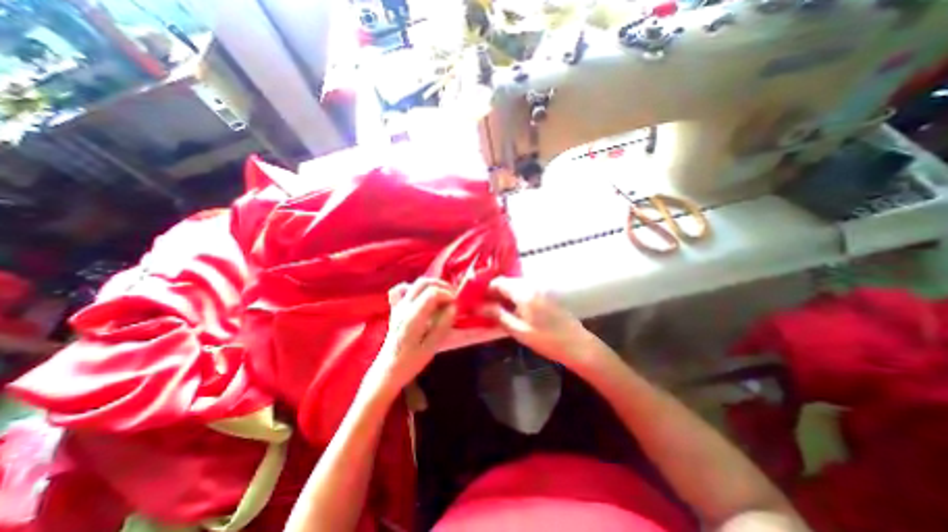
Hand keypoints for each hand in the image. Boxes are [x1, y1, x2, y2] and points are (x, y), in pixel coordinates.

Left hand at [365, 279, 456, 398]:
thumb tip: (454, 307)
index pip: (432, 293)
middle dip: (442, 286)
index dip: (447, 294)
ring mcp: (398, 306)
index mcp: (412, 318)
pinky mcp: (395, 308)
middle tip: (453, 297)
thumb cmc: (410, 362)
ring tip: (442, 296)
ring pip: (415, 284)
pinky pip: (402, 290)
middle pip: (423, 283)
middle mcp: (404, 307)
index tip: (456, 304)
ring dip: (432, 285)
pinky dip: (414, 288)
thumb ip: (442, 326)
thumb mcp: (431, 348)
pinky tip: (422, 297)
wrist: (387, 370)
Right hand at [482, 279, 589, 370]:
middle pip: (506, 282)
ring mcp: (539, 288)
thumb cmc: (547, 340)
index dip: (485, 289)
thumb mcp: (519, 330)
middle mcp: (531, 285)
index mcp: (524, 291)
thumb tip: (478, 306)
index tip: (475, 300)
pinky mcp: (544, 294)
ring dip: (503, 295)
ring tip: (493, 310)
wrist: (577, 345)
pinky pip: (523, 290)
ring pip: (514, 286)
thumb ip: (498, 315)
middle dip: (493, 292)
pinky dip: (513, 297)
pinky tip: (509, 310)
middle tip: (482, 306)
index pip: (498, 282)